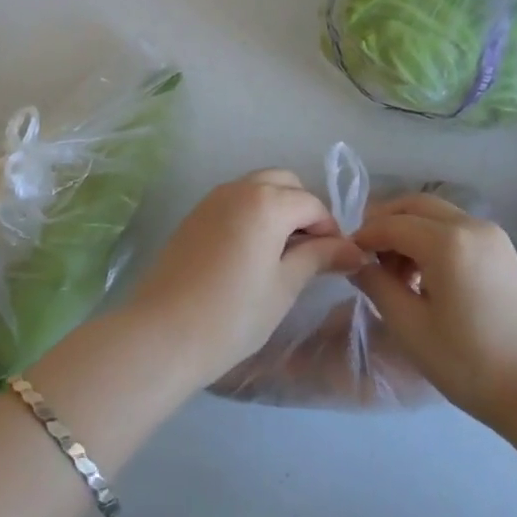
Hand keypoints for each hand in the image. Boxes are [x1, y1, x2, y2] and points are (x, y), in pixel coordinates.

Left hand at [128, 169, 365, 387]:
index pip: (312, 204)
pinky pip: (235, 200)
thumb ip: (318, 258)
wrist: (163, 333)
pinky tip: (253, 252)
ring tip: (283, 254)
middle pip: (284, 183)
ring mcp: (212, 198)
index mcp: (266, 202)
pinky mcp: (195, 214)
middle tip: (311, 253)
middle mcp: (239, 188)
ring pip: (258, 187)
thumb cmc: (233, 314)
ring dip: (278, 208)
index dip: (331, 231)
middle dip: (304, 210)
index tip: (338, 262)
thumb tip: (353, 250)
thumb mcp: (284, 287)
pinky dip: (253, 213)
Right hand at [352, 193, 516, 427]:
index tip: (345, 258)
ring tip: (396, 274)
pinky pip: (457, 229)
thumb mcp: (411, 328)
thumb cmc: (472, 362)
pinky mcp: (503, 251)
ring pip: (436, 215)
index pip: (390, 223)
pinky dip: (432, 239)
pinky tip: (426, 277)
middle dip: (386, 223)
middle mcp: (470, 225)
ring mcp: (492, 235)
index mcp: (446, 240)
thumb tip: (357, 263)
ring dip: (409, 231)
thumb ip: (377, 286)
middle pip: (415, 206)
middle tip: (366, 257)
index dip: (363, 236)